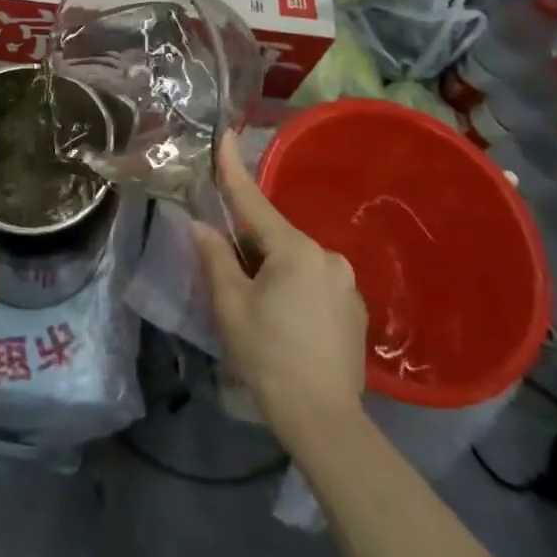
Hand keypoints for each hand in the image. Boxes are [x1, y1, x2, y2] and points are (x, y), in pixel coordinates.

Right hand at [193, 133, 366, 431]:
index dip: (233, 169)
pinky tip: (284, 322)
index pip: (253, 201)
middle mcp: (327, 257)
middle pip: (275, 236)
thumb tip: (201, 225)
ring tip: (255, 305)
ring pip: (295, 261)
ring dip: (272, 269)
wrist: (325, 422)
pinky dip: (294, 289)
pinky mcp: (355, 311)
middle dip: (249, 243)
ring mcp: (346, 285)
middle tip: (227, 271)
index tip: (225, 134)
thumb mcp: (230, 305)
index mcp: (295, 249)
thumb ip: (215, 257)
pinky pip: (314, 284)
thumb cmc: (269, 356)